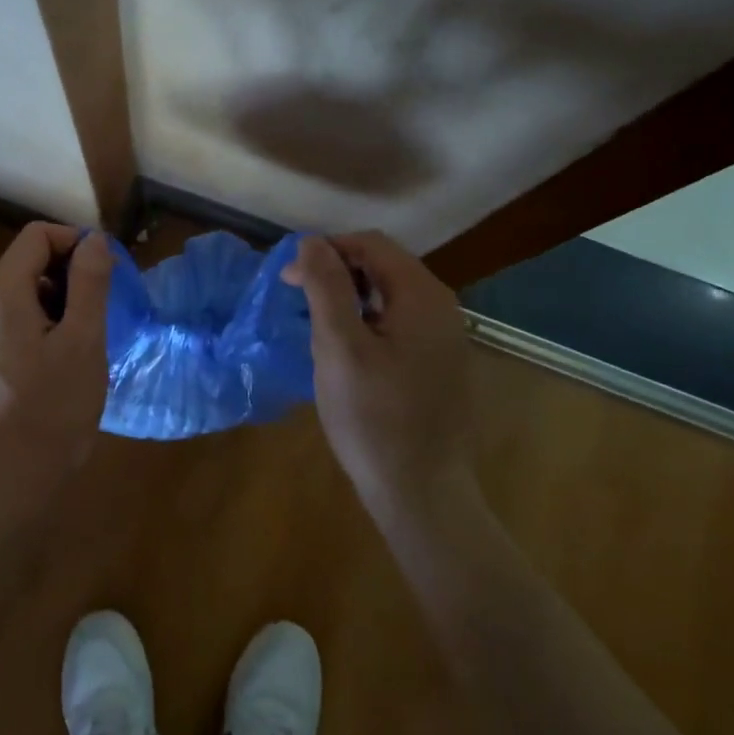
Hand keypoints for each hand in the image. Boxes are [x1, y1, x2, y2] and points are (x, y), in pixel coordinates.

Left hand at [0, 223, 112, 480]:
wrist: (13, 482)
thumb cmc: (54, 408)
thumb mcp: (83, 339)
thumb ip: (89, 282)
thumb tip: (94, 239)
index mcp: (0, 295)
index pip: (36, 236)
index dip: (75, 242)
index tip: (106, 271)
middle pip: (27, 261)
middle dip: (70, 272)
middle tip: (103, 306)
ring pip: (23, 291)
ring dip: (60, 298)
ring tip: (88, 334)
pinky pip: (16, 319)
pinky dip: (45, 321)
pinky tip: (67, 355)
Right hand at [283, 231, 478, 510]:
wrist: (420, 493)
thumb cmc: (373, 418)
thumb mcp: (339, 347)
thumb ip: (326, 287)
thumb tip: (311, 242)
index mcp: (422, 296)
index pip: (371, 243)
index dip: (326, 250)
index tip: (289, 279)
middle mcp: (442, 307)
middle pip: (383, 264)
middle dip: (336, 272)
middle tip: (297, 299)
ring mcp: (444, 337)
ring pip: (389, 294)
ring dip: (349, 296)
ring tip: (316, 324)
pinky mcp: (438, 362)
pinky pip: (398, 321)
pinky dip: (366, 320)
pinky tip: (346, 350)